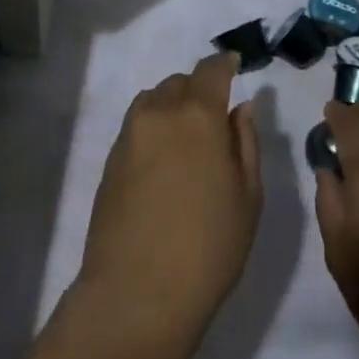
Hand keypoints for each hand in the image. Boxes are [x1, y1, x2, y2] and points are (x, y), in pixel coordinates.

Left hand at [74, 52, 262, 358]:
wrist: (137, 295)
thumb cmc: (208, 247)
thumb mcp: (248, 196)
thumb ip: (245, 142)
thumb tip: (240, 108)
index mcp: (199, 115)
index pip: (211, 69)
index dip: (224, 63)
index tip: (234, 64)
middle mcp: (160, 112)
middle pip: (180, 82)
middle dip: (199, 89)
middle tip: (215, 116)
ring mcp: (130, 135)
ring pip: (154, 100)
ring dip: (173, 106)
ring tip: (188, 139)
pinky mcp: (110, 160)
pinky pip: (138, 126)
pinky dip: (154, 128)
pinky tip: (165, 163)